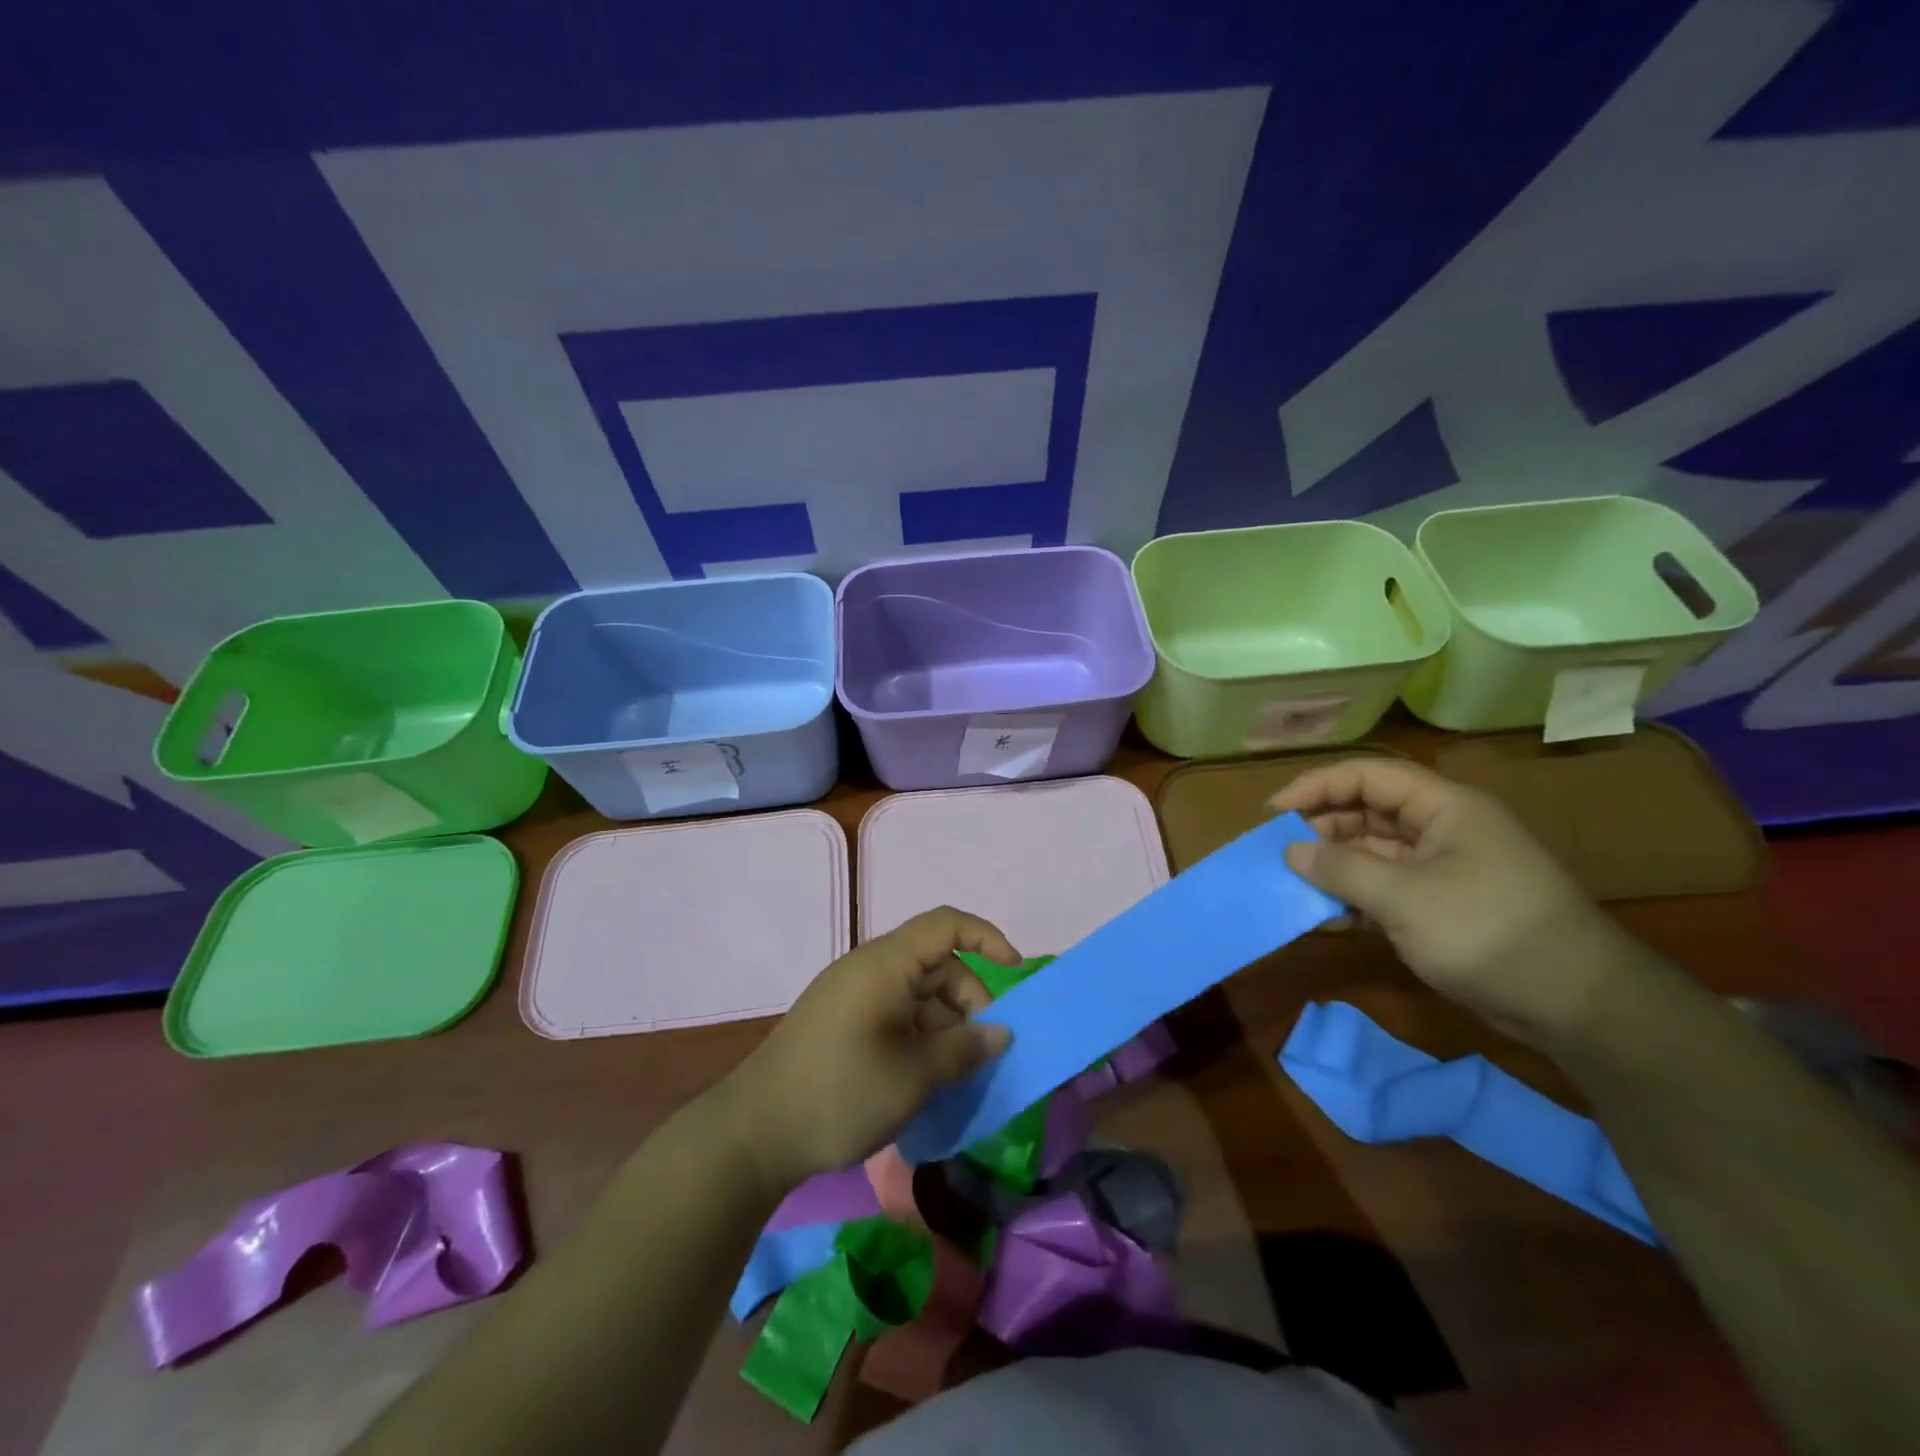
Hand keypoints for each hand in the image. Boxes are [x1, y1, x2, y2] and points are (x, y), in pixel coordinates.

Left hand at [717, 907, 1019, 1194]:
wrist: (753, 1134)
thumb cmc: (840, 1093)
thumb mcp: (913, 1076)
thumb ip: (963, 1050)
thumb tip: (1000, 1033)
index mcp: (885, 964)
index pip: (946, 925)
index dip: (986, 939)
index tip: (1015, 972)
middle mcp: (869, 969)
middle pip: (935, 964)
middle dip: (969, 1000)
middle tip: (984, 1050)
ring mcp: (852, 996)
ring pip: (917, 993)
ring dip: (945, 1025)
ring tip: (958, 1073)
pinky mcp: (841, 1023)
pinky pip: (895, 1013)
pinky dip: (920, 1036)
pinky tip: (926, 1077)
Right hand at [1270, 758, 1624, 1039]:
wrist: (1577, 1004)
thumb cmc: (1488, 931)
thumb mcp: (1404, 898)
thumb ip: (1342, 869)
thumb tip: (1292, 851)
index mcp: (1444, 807)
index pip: (1368, 775)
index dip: (1317, 787)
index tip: (1273, 813)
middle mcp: (1441, 829)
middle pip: (1367, 811)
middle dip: (1320, 828)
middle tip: (1277, 852)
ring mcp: (1442, 869)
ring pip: (1372, 852)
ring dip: (1332, 867)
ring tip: (1291, 885)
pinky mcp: (1441, 906)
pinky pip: (1384, 889)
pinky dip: (1352, 898)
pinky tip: (1323, 917)